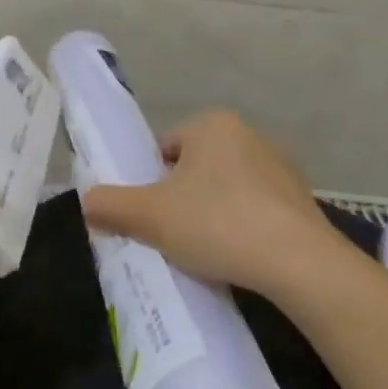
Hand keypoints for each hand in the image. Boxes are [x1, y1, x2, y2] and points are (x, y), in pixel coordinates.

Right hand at [81, 109, 347, 297]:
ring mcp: (280, 166)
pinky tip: (238, 255)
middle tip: (172, 234)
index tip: (151, 216)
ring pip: (224, 189)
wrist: (299, 263)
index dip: (149, 183)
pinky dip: (241, 226)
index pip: (163, 149)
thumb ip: (109, 205)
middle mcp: (249, 134)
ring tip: (205, 250)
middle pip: (193, 168)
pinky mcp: (300, 198)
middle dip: (180, 198)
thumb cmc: (217, 224)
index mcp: (212, 125)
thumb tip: (86, 202)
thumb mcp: (149, 216)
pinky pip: (254, 208)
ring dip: (210, 213)